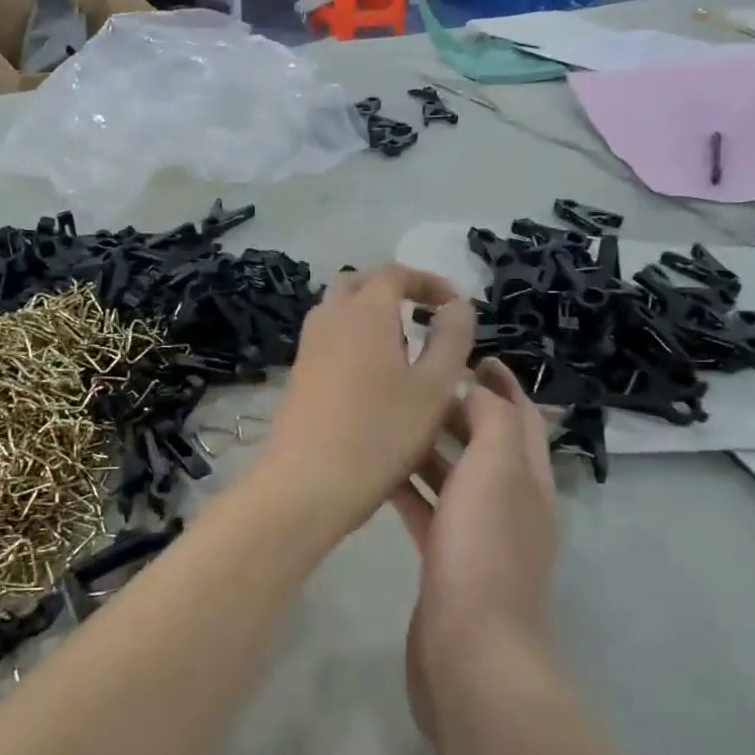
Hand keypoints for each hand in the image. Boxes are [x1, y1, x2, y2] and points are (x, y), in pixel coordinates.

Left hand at [256, 264, 475, 534]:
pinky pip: (327, 338)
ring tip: (401, 347)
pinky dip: (351, 339)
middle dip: (392, 290)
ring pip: (337, 310)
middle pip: (358, 284)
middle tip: (423, 316)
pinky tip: (372, 377)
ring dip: (369, 315)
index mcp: (365, 312)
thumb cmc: (381, 434)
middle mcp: (330, 319)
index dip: (427, 281)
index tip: (453, 305)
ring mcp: (308, 347)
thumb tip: (457, 306)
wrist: (307, 482)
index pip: (394, 272)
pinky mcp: (297, 375)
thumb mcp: (434, 388)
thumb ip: (451, 339)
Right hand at [390, 359, 557, 746]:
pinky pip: (428, 511)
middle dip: (458, 411)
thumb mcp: (495, 469)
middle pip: (486, 444)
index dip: (502, 384)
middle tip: (414, 384)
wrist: (471, 652)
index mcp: (528, 479)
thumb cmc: (485, 550)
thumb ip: (492, 421)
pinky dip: (410, 488)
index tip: (468, 355)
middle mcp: (510, 504)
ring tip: (391, 419)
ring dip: (429, 447)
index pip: (521, 418)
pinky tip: (379, 474)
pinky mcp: (447, 563)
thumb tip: (479, 389)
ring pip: (453, 477)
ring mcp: (478, 536)